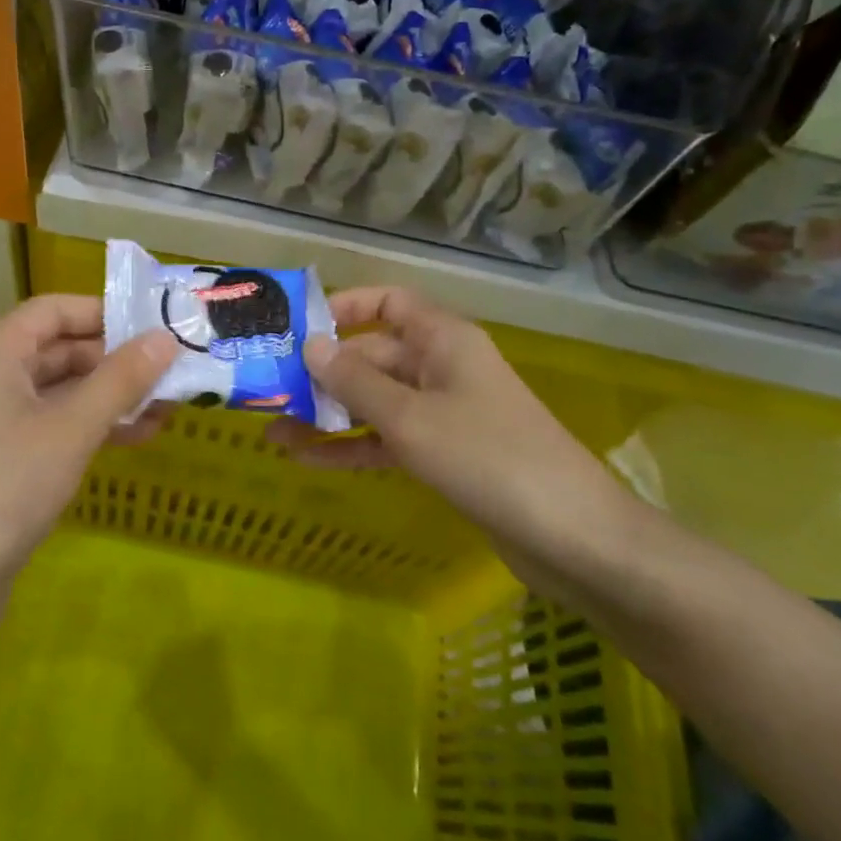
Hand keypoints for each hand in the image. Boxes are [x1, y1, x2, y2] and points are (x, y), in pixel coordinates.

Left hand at [0, 295, 174, 625]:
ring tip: (169, 405)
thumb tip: (165, 337)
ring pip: (62, 393)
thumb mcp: (70, 428)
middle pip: (60, 350)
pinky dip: (94, 428)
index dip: (104, 312)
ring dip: (112, 396)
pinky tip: (139, 437)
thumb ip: (120, 380)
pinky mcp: (4, 463)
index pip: (54, 310)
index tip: (156, 324)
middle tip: (173, 368)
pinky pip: (56, 428)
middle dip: (116, 359)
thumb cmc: (1, 487)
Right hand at [269, 286, 636, 594]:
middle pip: (373, 355)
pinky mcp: (446, 454)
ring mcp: (445, 413)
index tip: (298, 327)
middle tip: (269, 389)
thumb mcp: (410, 418)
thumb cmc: (487, 458)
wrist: (571, 538)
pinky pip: (389, 439)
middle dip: (323, 373)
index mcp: (442, 340)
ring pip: (376, 402)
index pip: (388, 302)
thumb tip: (311, 346)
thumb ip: (355, 382)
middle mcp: (442, 367)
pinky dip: (353, 447)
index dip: (344, 307)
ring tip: (272, 432)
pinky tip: (307, 461)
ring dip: (329, 415)